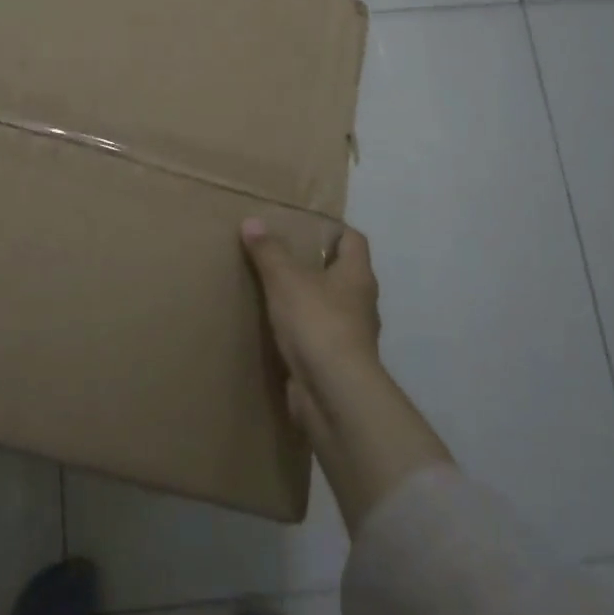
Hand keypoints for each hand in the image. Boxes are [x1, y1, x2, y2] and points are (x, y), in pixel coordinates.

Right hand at [240, 220, 382, 438]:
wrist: (334, 393)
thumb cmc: (317, 323)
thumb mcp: (285, 279)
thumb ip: (268, 251)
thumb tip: (252, 221)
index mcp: (358, 275)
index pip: (354, 240)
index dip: (333, 230)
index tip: (305, 227)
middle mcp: (362, 303)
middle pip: (342, 274)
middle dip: (315, 265)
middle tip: (281, 256)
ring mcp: (352, 336)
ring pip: (330, 307)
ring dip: (308, 300)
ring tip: (274, 292)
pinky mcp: (337, 364)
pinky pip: (319, 338)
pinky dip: (302, 332)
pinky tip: (277, 330)